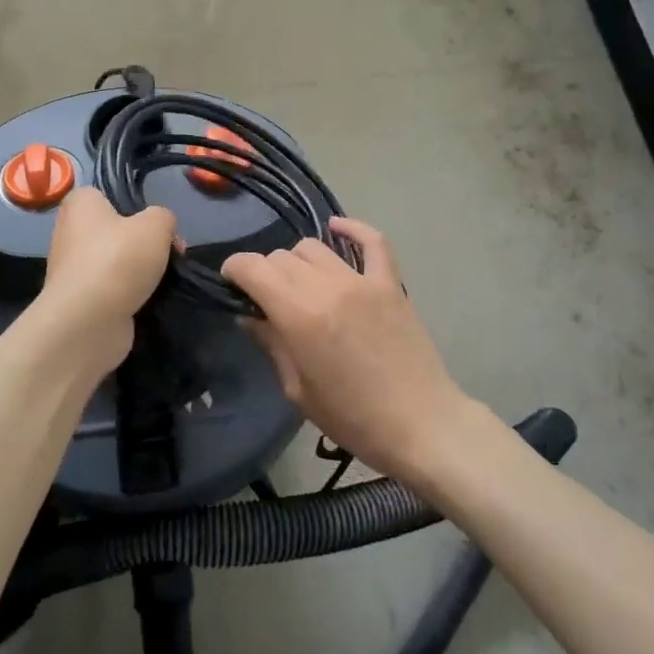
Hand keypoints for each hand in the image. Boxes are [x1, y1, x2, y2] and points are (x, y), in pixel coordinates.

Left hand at [35, 187, 176, 377]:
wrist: (87, 322)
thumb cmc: (118, 260)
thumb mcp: (156, 224)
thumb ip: (164, 217)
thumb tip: (162, 230)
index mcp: (80, 204)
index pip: (109, 197)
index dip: (138, 209)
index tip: (158, 227)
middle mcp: (69, 232)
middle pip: (116, 232)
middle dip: (143, 244)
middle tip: (168, 255)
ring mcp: (71, 269)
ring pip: (115, 263)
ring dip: (137, 273)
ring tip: (161, 282)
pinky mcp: (78, 300)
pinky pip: (111, 290)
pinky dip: (128, 296)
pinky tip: (146, 302)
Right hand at [222, 218, 470, 480]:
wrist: (421, 425)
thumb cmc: (353, 418)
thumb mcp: (298, 390)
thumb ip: (271, 343)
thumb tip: (249, 314)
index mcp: (300, 316)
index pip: (254, 268)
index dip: (234, 269)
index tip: (231, 283)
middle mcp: (328, 287)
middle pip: (281, 256)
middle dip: (265, 272)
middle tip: (267, 298)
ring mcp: (363, 281)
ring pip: (315, 246)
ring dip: (298, 261)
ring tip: (300, 284)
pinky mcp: (391, 283)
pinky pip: (372, 241)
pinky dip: (352, 229)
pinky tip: (337, 228)